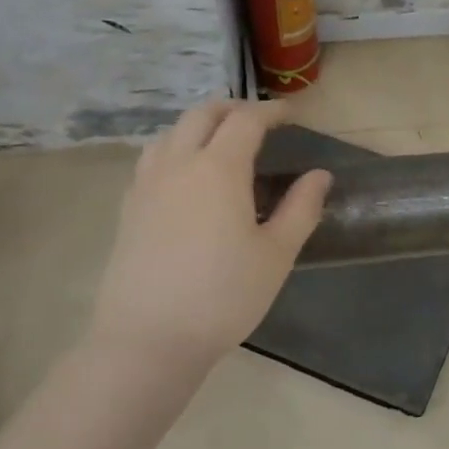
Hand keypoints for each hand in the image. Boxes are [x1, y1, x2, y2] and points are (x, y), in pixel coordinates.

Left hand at [93, 100, 330, 368]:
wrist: (148, 339)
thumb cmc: (223, 296)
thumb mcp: (276, 254)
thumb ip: (301, 208)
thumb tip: (320, 175)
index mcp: (219, 168)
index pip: (246, 120)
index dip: (270, 111)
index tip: (290, 114)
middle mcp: (178, 164)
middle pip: (202, 114)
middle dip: (233, 108)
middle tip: (257, 120)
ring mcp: (147, 184)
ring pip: (171, 132)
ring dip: (199, 124)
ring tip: (220, 140)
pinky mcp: (129, 207)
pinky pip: (151, 158)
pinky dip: (174, 147)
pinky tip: (184, 174)